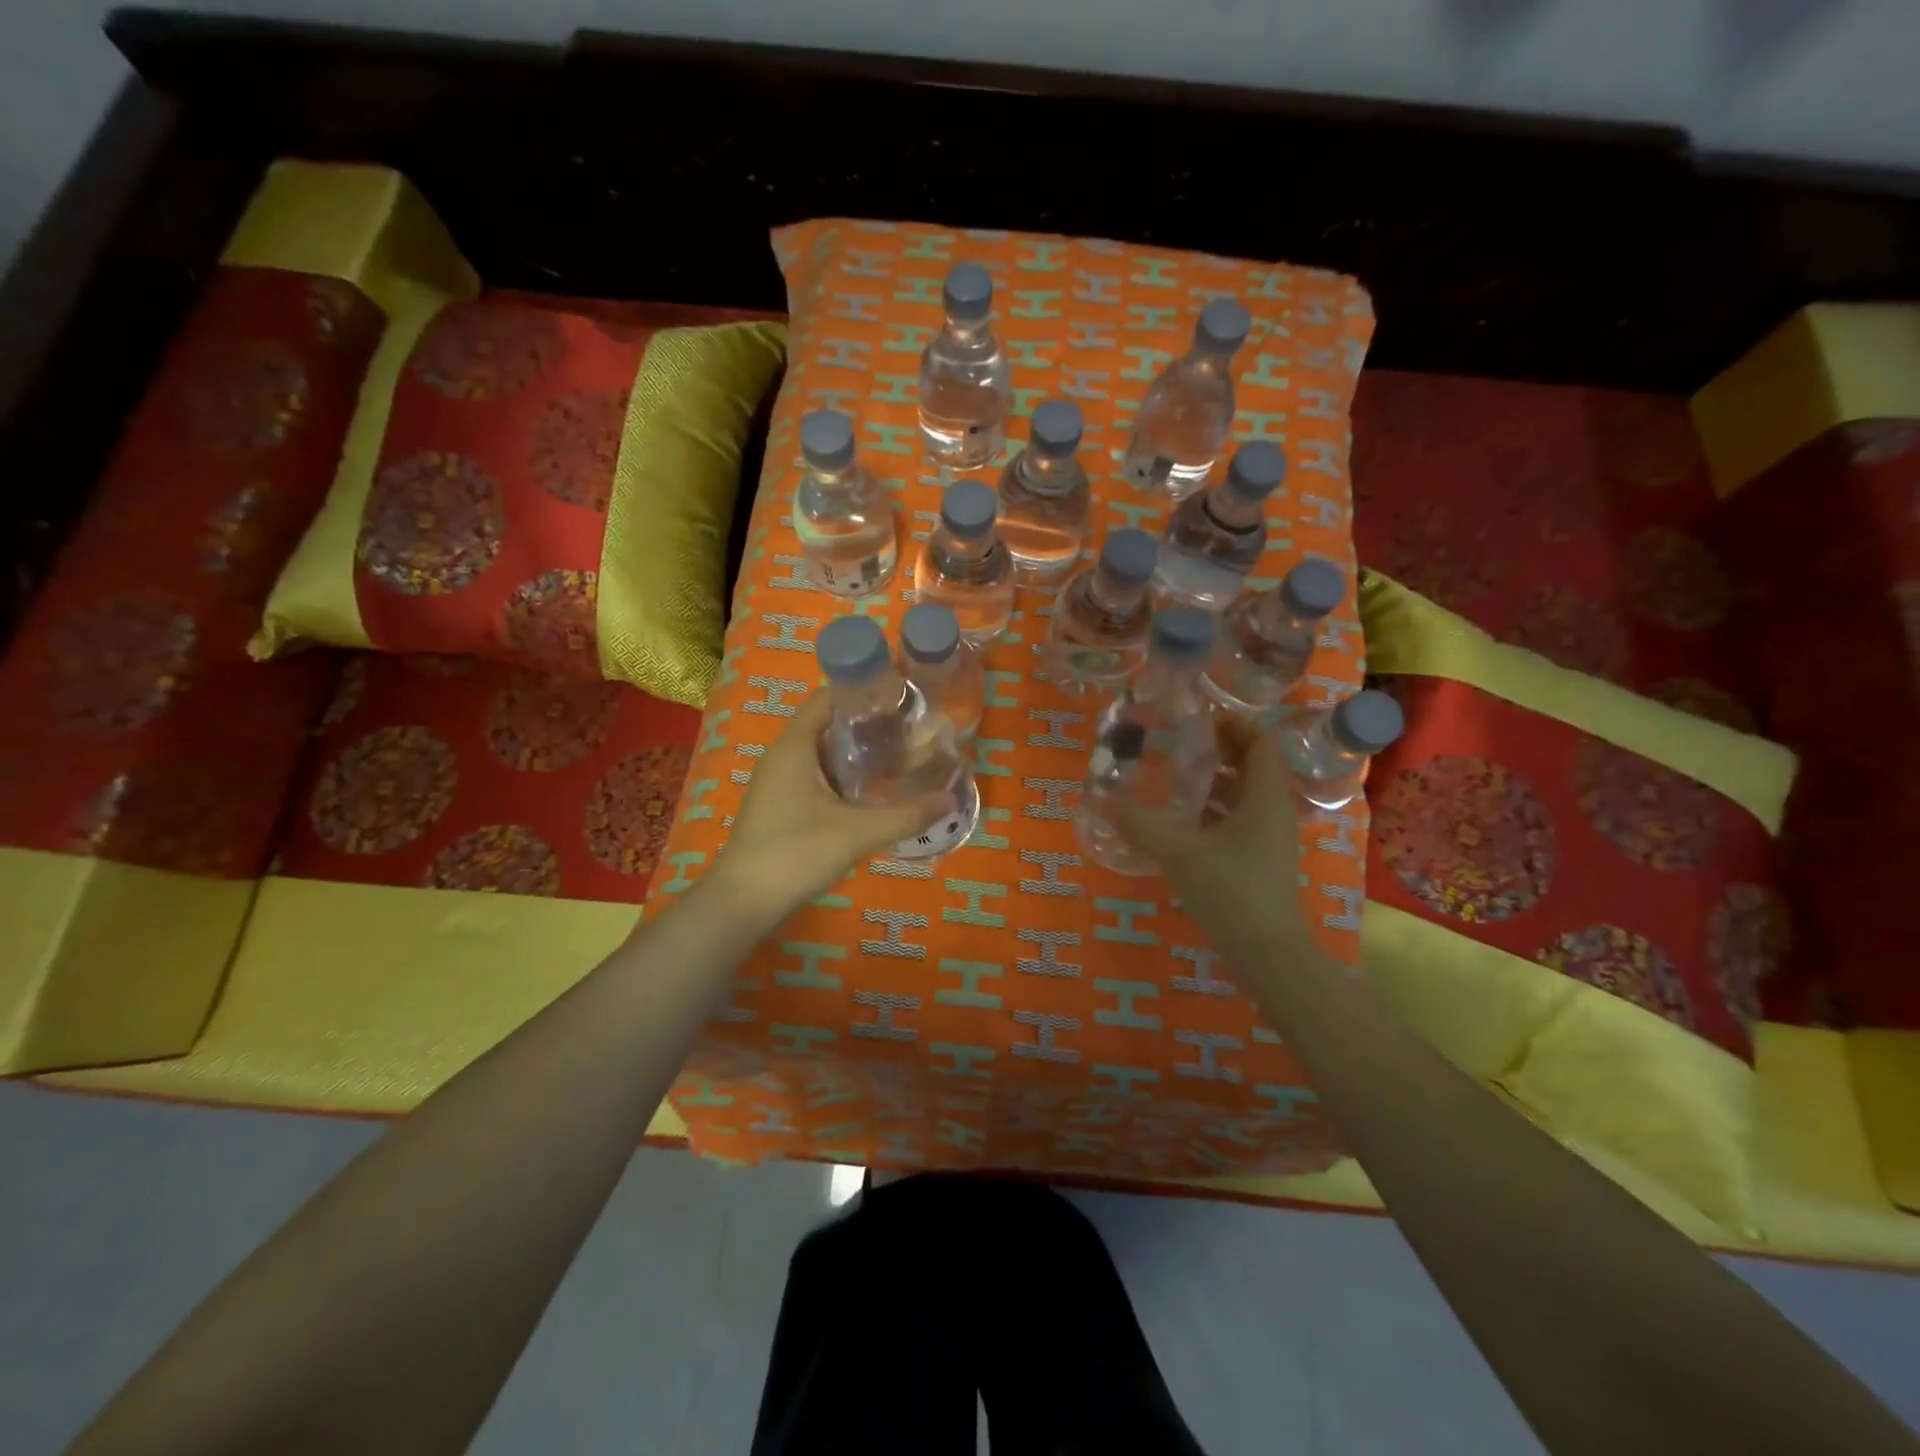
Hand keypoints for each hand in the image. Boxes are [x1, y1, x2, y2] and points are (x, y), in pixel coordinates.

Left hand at [708, 692, 952, 919]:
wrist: (743, 902)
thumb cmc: (795, 853)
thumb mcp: (856, 832)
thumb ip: (905, 815)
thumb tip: (951, 799)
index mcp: (794, 747)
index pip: (827, 698)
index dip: (861, 691)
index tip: (900, 697)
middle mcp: (784, 757)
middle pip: (828, 724)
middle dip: (868, 725)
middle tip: (910, 730)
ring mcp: (780, 783)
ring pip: (824, 754)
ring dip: (858, 754)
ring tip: (900, 757)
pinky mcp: (782, 807)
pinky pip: (817, 778)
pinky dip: (845, 778)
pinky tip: (873, 793)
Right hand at [1114, 719, 1310, 953]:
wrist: (1267, 953)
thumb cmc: (1231, 892)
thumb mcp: (1178, 854)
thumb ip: (1141, 825)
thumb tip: (1104, 800)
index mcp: (1265, 797)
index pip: (1260, 741)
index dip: (1233, 723)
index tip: (1196, 718)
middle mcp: (1273, 809)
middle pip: (1252, 763)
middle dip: (1218, 748)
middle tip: (1177, 741)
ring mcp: (1269, 835)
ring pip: (1245, 792)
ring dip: (1215, 779)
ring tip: (1174, 773)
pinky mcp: (1260, 856)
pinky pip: (1240, 816)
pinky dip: (1215, 807)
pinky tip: (1182, 816)